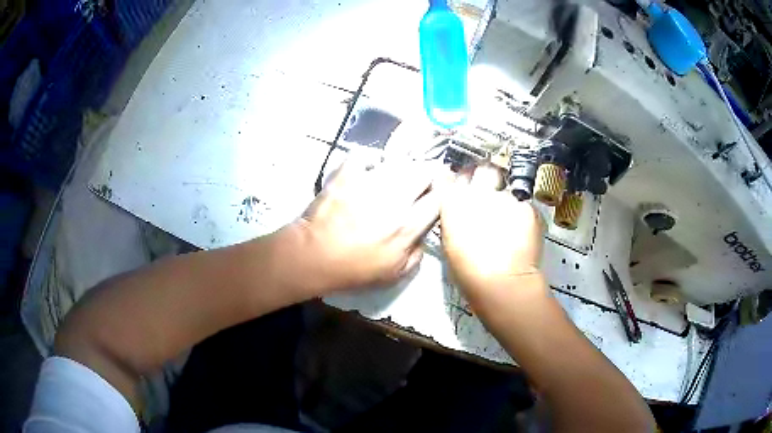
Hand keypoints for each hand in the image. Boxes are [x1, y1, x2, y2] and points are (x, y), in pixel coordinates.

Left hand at [295, 155, 440, 292]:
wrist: (314, 256)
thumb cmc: (353, 270)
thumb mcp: (393, 275)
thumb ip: (416, 255)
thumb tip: (423, 236)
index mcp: (407, 226)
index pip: (439, 198)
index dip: (442, 193)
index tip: (438, 193)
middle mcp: (395, 199)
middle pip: (424, 171)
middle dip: (427, 173)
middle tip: (420, 180)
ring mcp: (369, 183)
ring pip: (399, 161)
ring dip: (401, 167)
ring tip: (394, 174)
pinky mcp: (348, 174)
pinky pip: (365, 155)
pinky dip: (369, 159)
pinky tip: (367, 169)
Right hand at [440, 165, 543, 294]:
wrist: (502, 283)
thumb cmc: (469, 272)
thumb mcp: (449, 244)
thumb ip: (453, 218)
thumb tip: (457, 211)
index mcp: (454, 201)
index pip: (453, 176)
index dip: (459, 180)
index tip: (462, 185)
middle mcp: (479, 193)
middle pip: (484, 172)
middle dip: (486, 179)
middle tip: (489, 199)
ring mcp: (506, 198)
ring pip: (506, 192)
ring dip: (505, 204)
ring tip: (506, 227)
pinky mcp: (527, 208)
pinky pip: (523, 206)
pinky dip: (522, 216)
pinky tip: (519, 234)